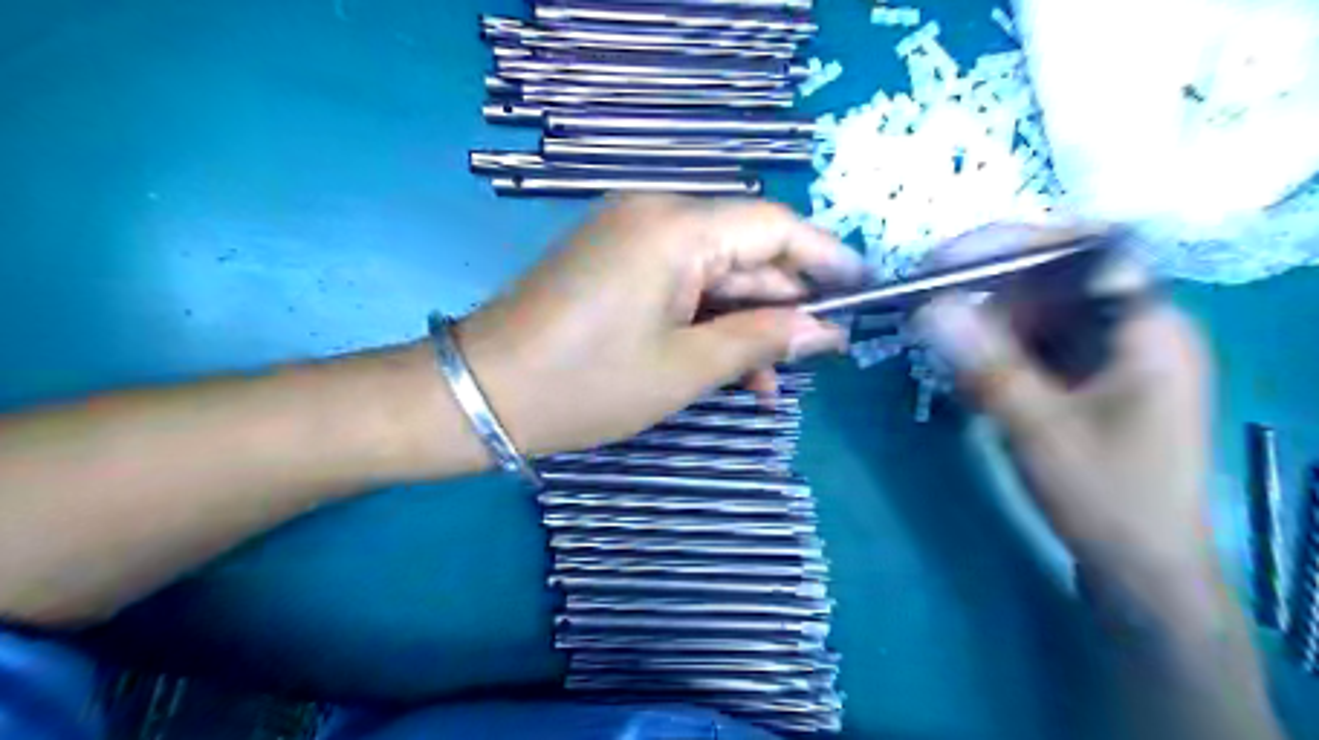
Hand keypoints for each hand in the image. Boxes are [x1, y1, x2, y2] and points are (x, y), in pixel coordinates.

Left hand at [457, 194, 866, 456]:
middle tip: (814, 357)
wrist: (483, 394)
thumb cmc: (587, 385)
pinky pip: (680, 282)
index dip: (825, 259)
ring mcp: (630, 235)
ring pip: (714, 273)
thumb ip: (762, 340)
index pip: (775, 227)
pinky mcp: (615, 261)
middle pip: (745, 250)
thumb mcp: (685, 369)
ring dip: (744, 323)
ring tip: (770, 382)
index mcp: (676, 228)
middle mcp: (655, 213)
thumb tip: (824, 330)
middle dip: (781, 305)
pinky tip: (728, 367)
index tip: (862, 293)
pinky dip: (706, 320)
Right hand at [913, 227, 1208, 576]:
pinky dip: (994, 357)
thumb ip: (986, 365)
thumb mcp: (1039, 430)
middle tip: (928, 313)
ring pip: (1034, 315)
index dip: (1012, 245)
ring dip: (984, 331)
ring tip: (946, 358)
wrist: (1140, 570)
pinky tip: (970, 383)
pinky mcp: (1084, 379)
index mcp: (1147, 327)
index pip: (1084, 250)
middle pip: (1051, 282)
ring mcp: (1107, 355)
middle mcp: (1131, 328)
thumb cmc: (1108, 499)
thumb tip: (930, 306)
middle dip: (986, 296)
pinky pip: (1031, 348)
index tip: (945, 262)